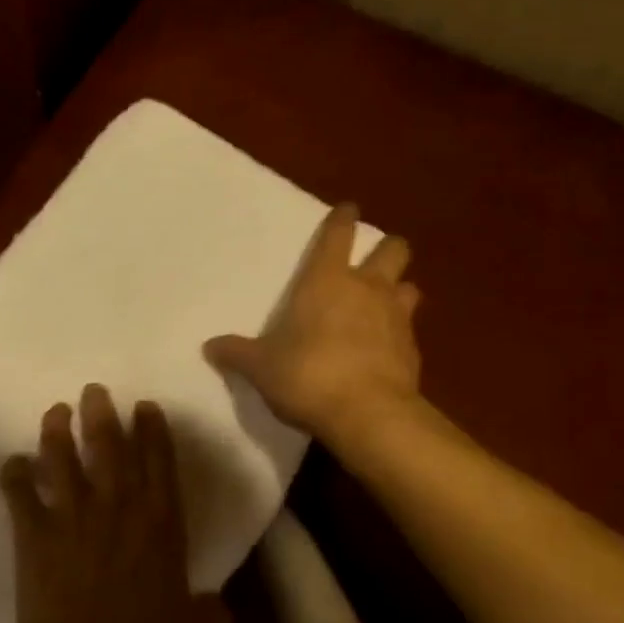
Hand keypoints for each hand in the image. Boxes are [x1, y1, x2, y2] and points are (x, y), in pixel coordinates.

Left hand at [0, 386, 230, 622]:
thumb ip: (210, 615)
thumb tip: (225, 614)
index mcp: (160, 519)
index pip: (159, 459)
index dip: (152, 428)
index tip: (144, 406)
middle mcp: (117, 504)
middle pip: (109, 444)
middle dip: (102, 412)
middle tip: (93, 390)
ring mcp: (72, 512)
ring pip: (62, 456)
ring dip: (57, 430)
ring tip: (55, 411)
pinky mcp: (34, 530)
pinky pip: (19, 492)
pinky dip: (14, 474)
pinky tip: (12, 463)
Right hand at [203, 202, 421, 450]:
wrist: (368, 414)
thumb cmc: (307, 375)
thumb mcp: (261, 367)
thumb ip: (237, 353)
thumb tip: (209, 347)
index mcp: (326, 281)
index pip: (338, 235)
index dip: (343, 219)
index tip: (348, 208)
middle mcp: (367, 289)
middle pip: (392, 250)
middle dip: (386, 248)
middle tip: (374, 259)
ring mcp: (396, 318)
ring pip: (409, 287)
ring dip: (399, 289)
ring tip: (384, 302)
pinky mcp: (414, 351)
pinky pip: (409, 330)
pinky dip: (399, 334)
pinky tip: (385, 349)